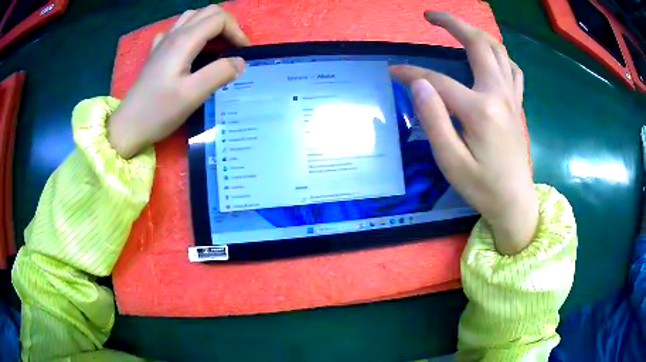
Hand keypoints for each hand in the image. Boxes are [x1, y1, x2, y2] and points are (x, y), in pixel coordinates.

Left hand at [108, 5, 249, 158]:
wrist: (128, 126)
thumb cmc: (158, 112)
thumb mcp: (192, 95)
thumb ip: (219, 73)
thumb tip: (240, 62)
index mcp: (184, 41)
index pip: (219, 19)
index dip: (237, 32)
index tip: (243, 53)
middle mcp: (174, 34)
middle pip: (208, 12)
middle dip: (227, 25)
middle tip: (234, 47)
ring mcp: (163, 42)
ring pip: (193, 17)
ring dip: (211, 25)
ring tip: (217, 44)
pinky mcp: (157, 52)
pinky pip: (178, 29)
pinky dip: (192, 31)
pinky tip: (191, 47)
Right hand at [390, 12, 537, 254]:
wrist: (515, 202)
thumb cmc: (482, 188)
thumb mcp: (451, 162)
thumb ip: (434, 120)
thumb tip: (419, 84)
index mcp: (480, 109)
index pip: (437, 80)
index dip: (411, 73)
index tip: (392, 72)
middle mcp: (498, 94)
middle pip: (478, 44)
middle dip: (453, 23)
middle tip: (430, 16)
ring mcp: (511, 98)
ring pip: (498, 51)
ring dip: (476, 33)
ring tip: (457, 28)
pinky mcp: (516, 105)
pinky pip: (512, 69)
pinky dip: (499, 55)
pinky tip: (490, 56)